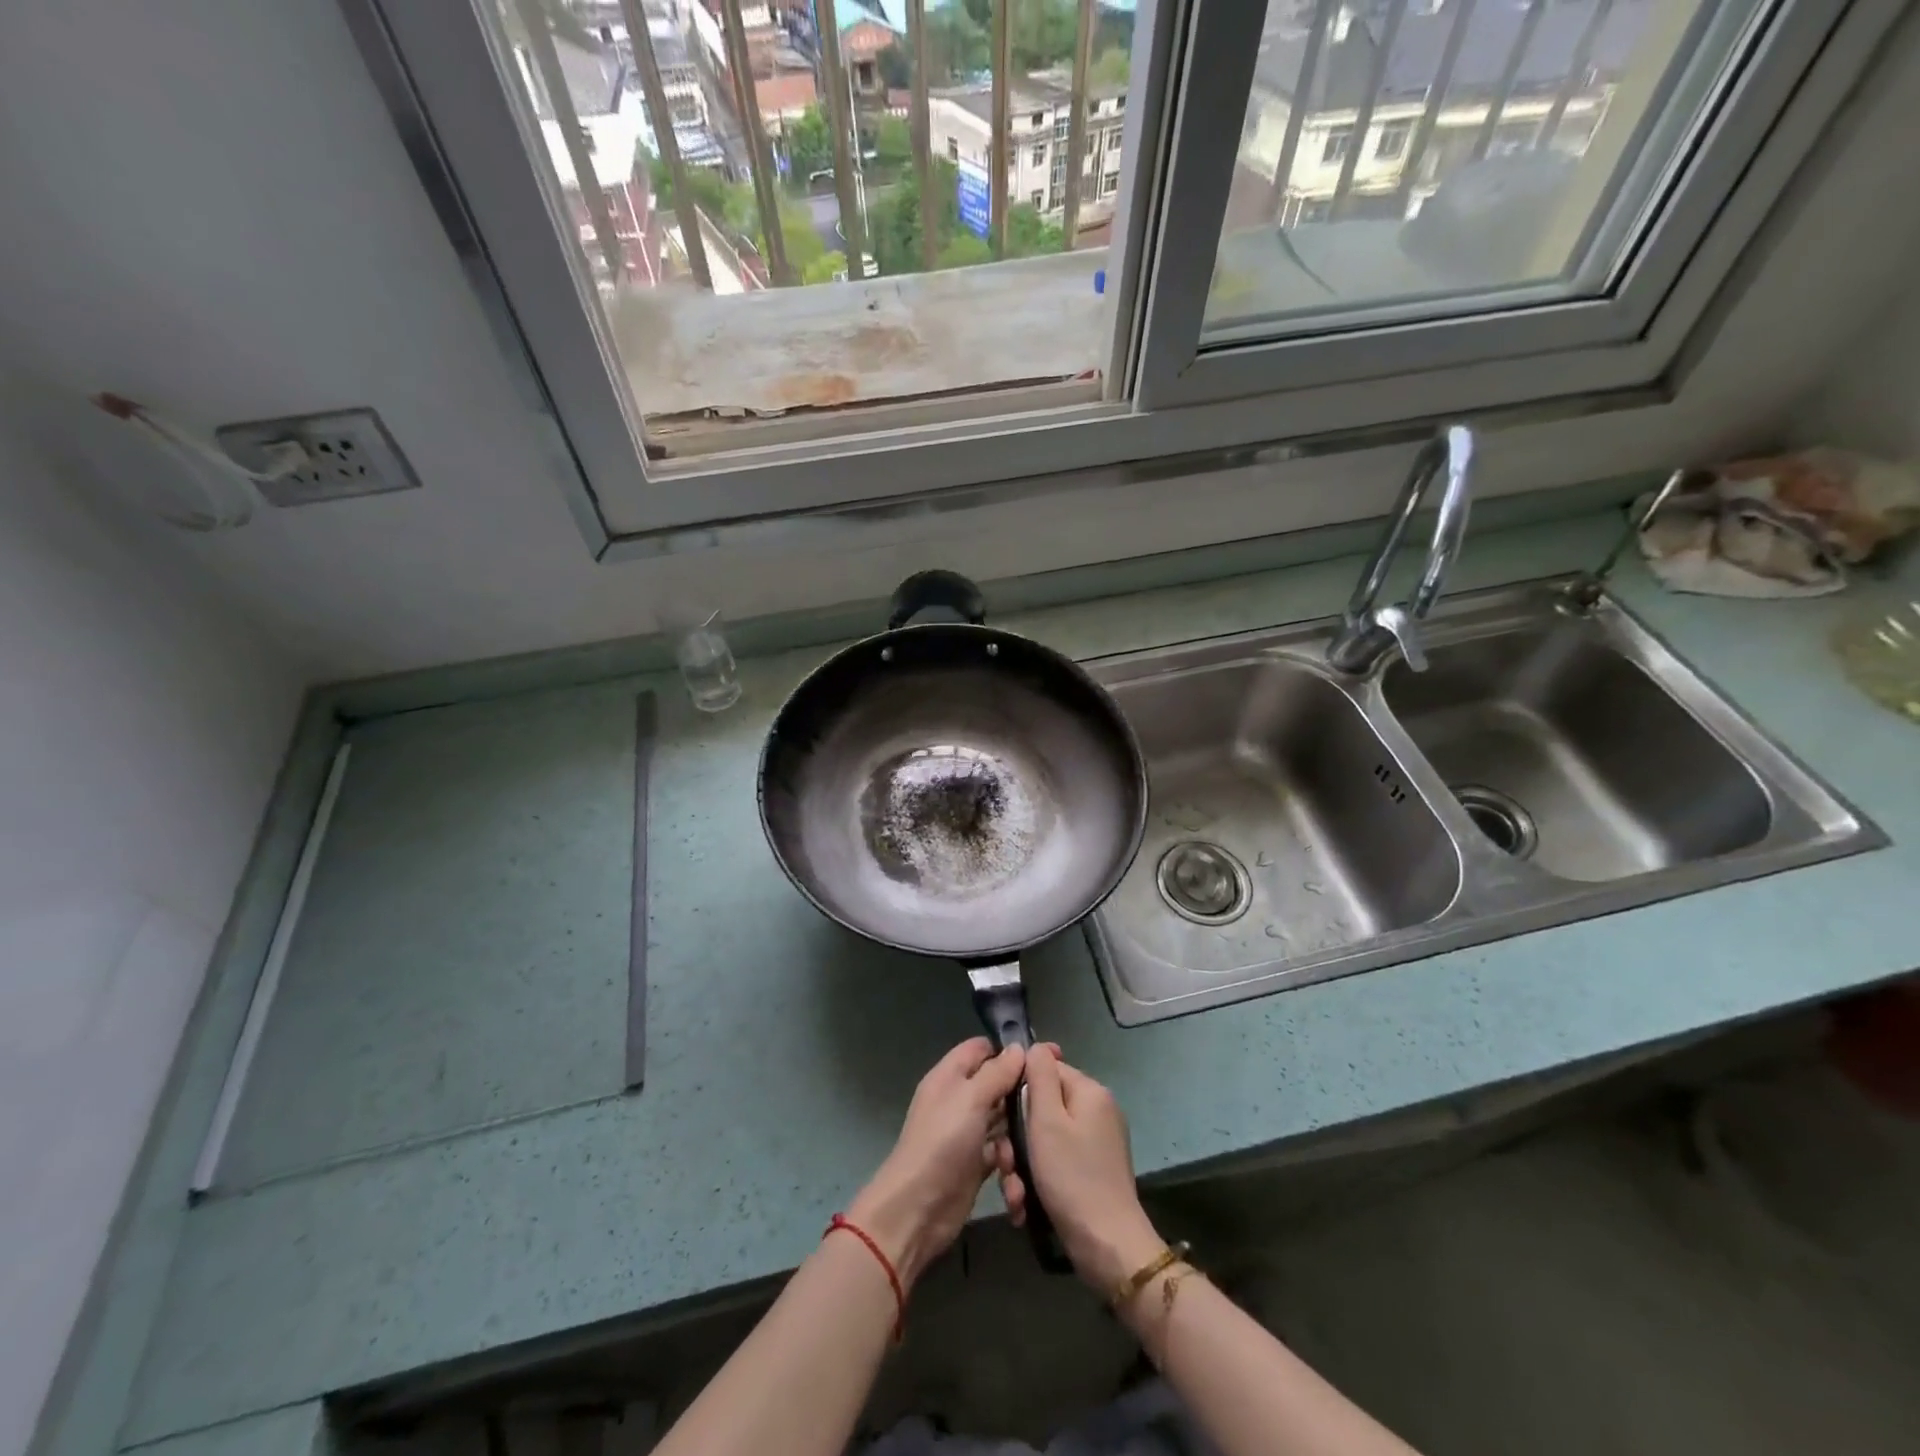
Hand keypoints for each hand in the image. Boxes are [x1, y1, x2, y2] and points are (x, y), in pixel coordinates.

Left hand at [846, 1038, 1025, 1287]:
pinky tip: (1014, 1181)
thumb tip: (1018, 1048)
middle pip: (996, 1086)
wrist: (917, 1209)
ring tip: (1027, 1150)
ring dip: (1017, 1136)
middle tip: (1050, 1104)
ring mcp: (966, 1134)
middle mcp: (958, 1101)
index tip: (1044, 1057)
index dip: (1008, 1050)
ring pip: (1002, 1122)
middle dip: (1020, 1095)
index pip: (980, 1049)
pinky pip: (1000, 1154)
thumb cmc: (943, 1143)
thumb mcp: (970, 1099)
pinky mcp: (975, 1165)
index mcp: (949, 1077)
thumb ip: (996, 1073)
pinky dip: (1010, 1165)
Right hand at [1019, 1043, 1162, 1295]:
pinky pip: (1058, 1163)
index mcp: (1090, 1091)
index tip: (1003, 1119)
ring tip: (1015, 1194)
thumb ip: (1039, 1076)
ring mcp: (1098, 1143)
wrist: (1107, 1247)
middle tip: (1006, 1166)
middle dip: (1018, 1137)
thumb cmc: (1071, 1177)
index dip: (1020, 1090)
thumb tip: (1036, 1046)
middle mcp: (1098, 1111)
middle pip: (1044, 1107)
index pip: (1046, 1069)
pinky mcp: (1095, 1172)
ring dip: (1024, 1165)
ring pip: (1046, 1140)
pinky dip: (1039, 1180)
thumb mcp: (1046, 1120)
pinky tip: (1026, 1205)